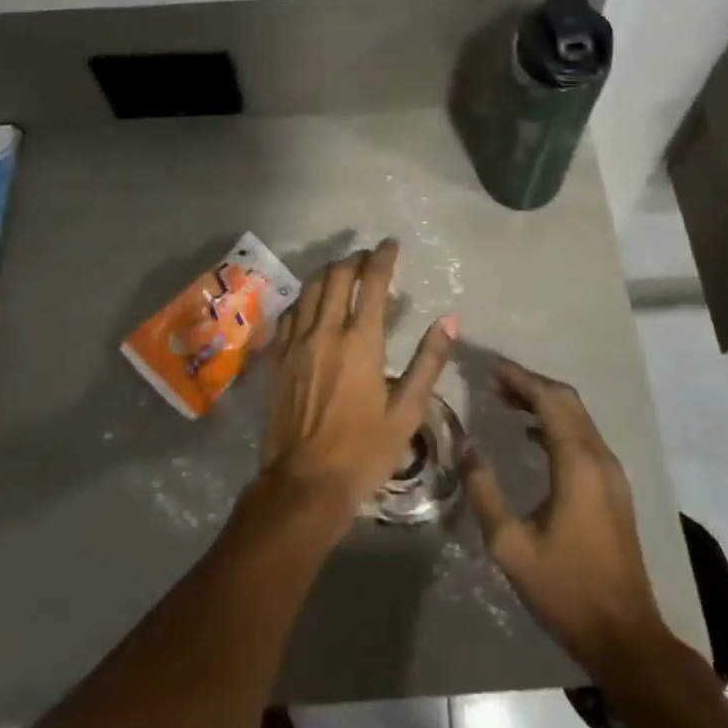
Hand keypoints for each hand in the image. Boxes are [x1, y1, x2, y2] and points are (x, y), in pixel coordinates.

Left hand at [259, 239, 454, 538]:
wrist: (304, 483)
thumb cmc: (363, 450)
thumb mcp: (407, 410)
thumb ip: (428, 361)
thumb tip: (449, 320)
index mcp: (361, 341)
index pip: (372, 282)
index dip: (382, 257)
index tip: (390, 244)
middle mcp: (325, 331)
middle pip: (336, 276)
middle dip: (354, 260)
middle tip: (368, 258)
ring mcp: (296, 343)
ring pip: (310, 289)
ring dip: (328, 273)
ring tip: (343, 271)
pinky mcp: (278, 358)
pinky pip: (290, 312)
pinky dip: (305, 297)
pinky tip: (312, 303)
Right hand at [463, 358, 668, 672]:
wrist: (626, 637)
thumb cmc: (566, 590)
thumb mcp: (511, 546)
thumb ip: (484, 492)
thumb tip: (466, 446)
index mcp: (577, 463)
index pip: (548, 400)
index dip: (518, 378)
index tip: (489, 367)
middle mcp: (599, 457)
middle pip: (566, 400)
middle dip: (530, 384)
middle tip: (493, 381)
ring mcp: (611, 472)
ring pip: (577, 417)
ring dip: (544, 402)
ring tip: (506, 400)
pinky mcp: (614, 488)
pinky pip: (583, 437)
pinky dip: (556, 424)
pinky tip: (532, 435)